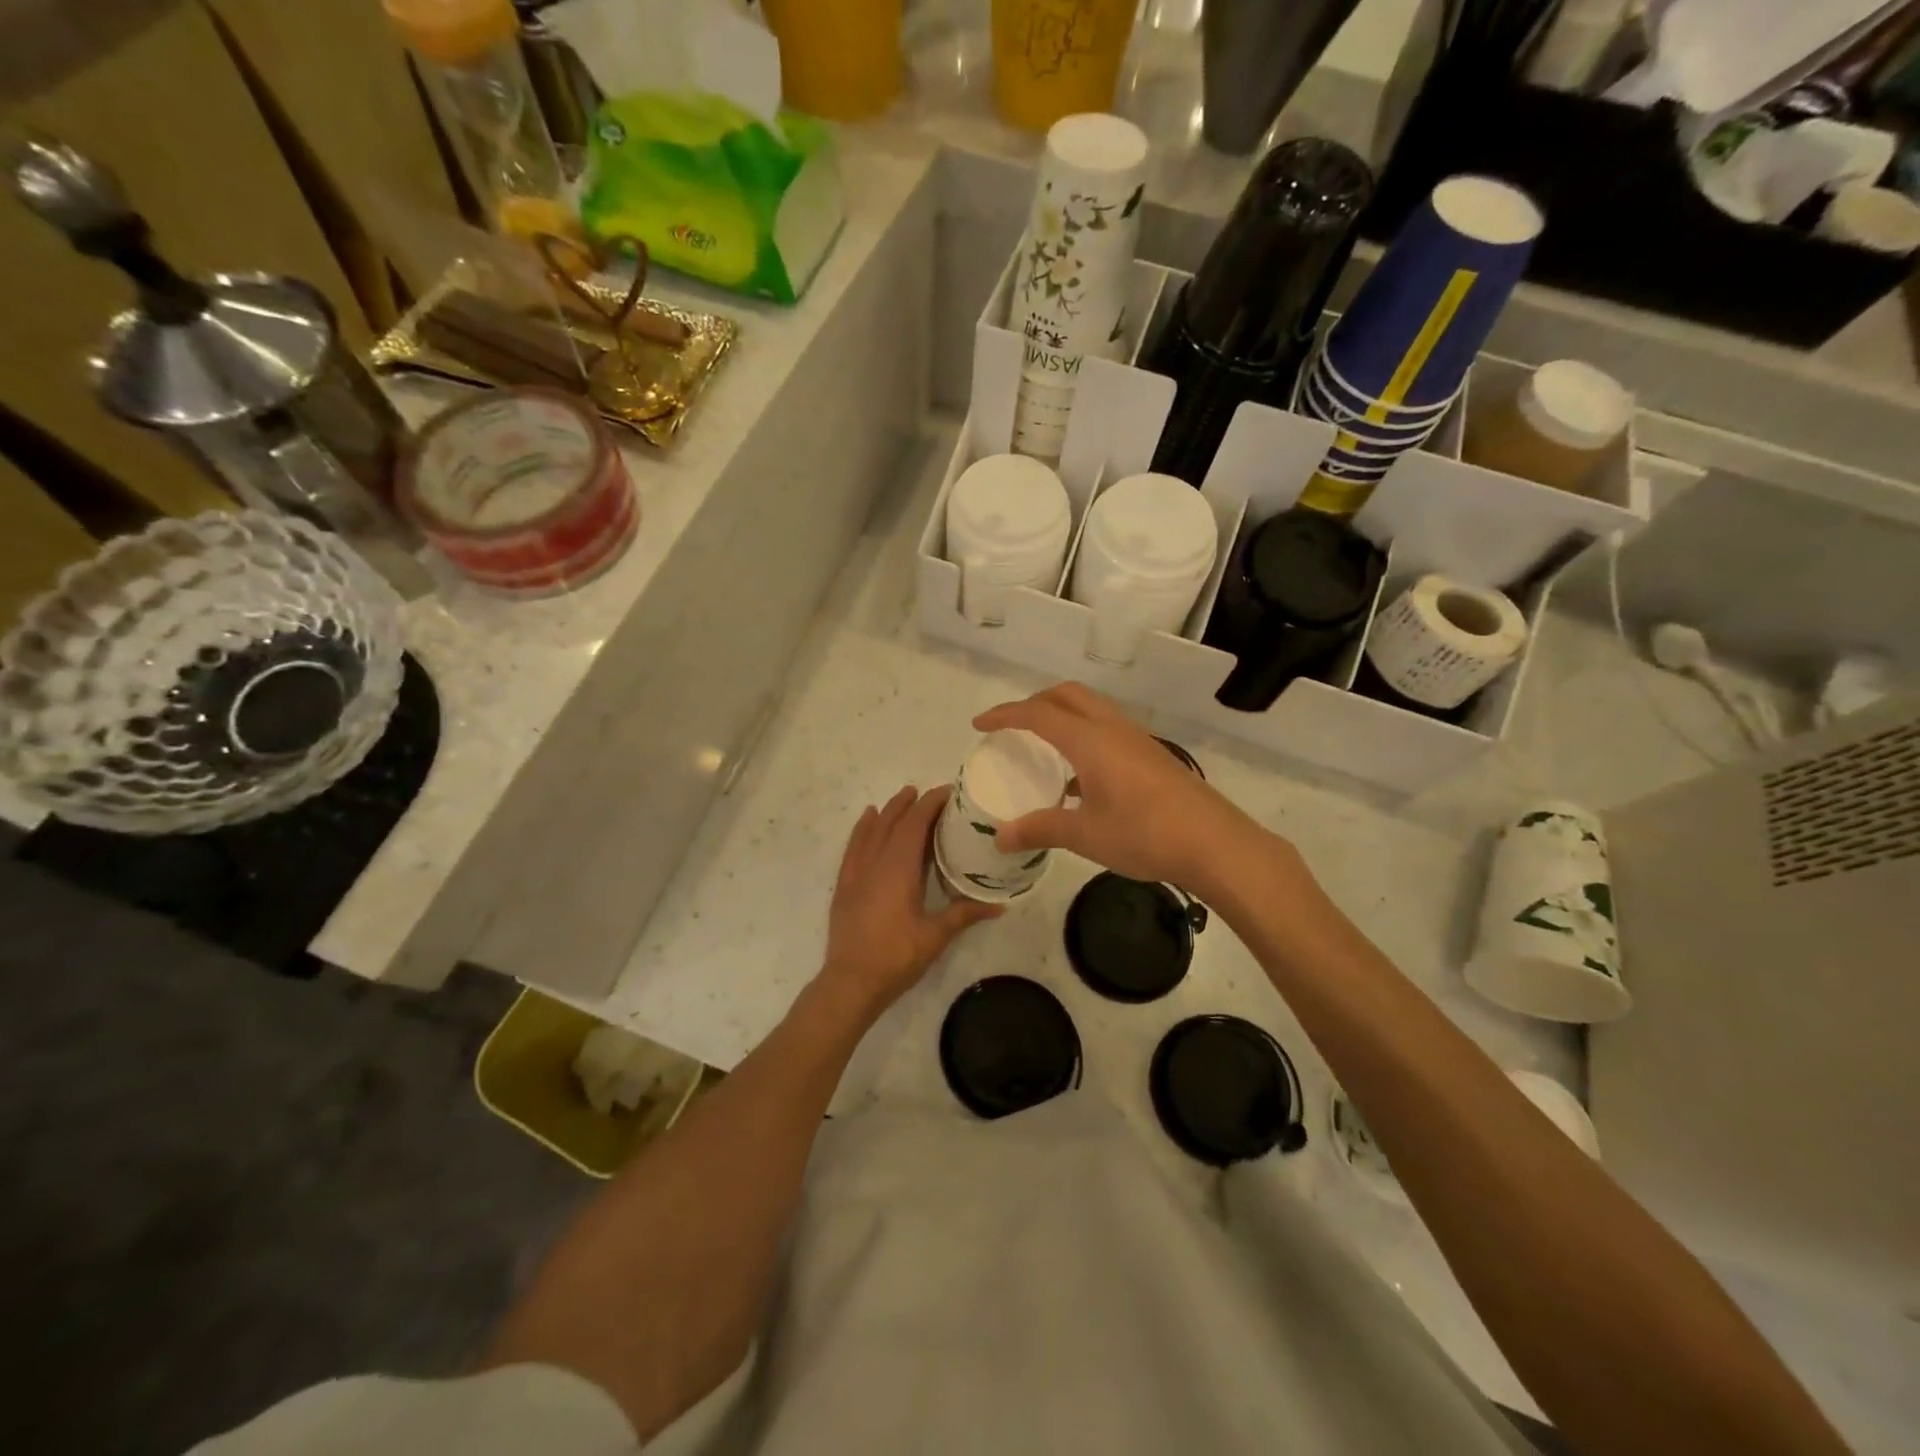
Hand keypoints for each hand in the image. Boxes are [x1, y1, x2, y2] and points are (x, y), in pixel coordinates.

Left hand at [820, 785, 1000, 1013]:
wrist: (850, 982)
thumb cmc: (896, 957)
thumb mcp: (935, 936)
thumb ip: (964, 914)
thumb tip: (1000, 904)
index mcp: (899, 868)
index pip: (915, 824)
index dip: (930, 804)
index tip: (948, 792)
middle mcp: (875, 862)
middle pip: (893, 822)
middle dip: (910, 803)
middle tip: (929, 793)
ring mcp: (856, 873)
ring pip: (871, 830)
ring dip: (888, 811)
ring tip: (902, 797)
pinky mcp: (844, 885)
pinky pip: (853, 846)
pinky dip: (862, 829)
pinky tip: (867, 821)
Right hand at [973, 683, 1270, 892]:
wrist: (1214, 844)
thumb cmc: (1144, 834)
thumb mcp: (1085, 835)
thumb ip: (1040, 829)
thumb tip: (1001, 837)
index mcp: (1090, 740)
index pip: (1038, 713)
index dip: (1005, 715)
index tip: (979, 723)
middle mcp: (1113, 728)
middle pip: (1067, 695)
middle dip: (1035, 702)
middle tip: (1012, 726)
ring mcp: (1137, 740)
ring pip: (1091, 708)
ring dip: (1062, 715)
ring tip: (1043, 746)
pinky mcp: (1152, 755)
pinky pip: (1107, 729)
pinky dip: (1083, 735)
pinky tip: (1080, 777)